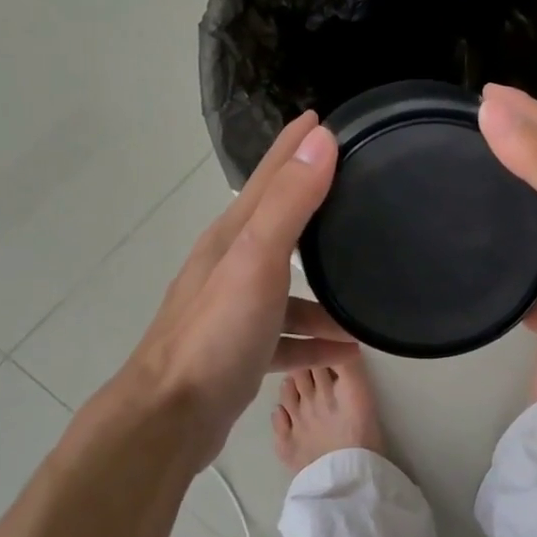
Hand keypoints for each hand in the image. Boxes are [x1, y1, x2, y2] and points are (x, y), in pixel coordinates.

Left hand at [75, 112, 356, 468]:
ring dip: (324, 294)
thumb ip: (290, 203)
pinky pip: (287, 335)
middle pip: (281, 226)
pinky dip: (314, 340)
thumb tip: (320, 140)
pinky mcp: (240, 350)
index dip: (294, 147)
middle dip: (314, 207)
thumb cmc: (216, 334)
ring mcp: (234, 311)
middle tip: (355, 192)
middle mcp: (231, 266)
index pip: (269, 177)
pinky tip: (345, 351)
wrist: (171, 417)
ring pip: (288, 289)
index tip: (320, 119)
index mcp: (232, 238)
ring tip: (365, 304)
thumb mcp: (257, 260)